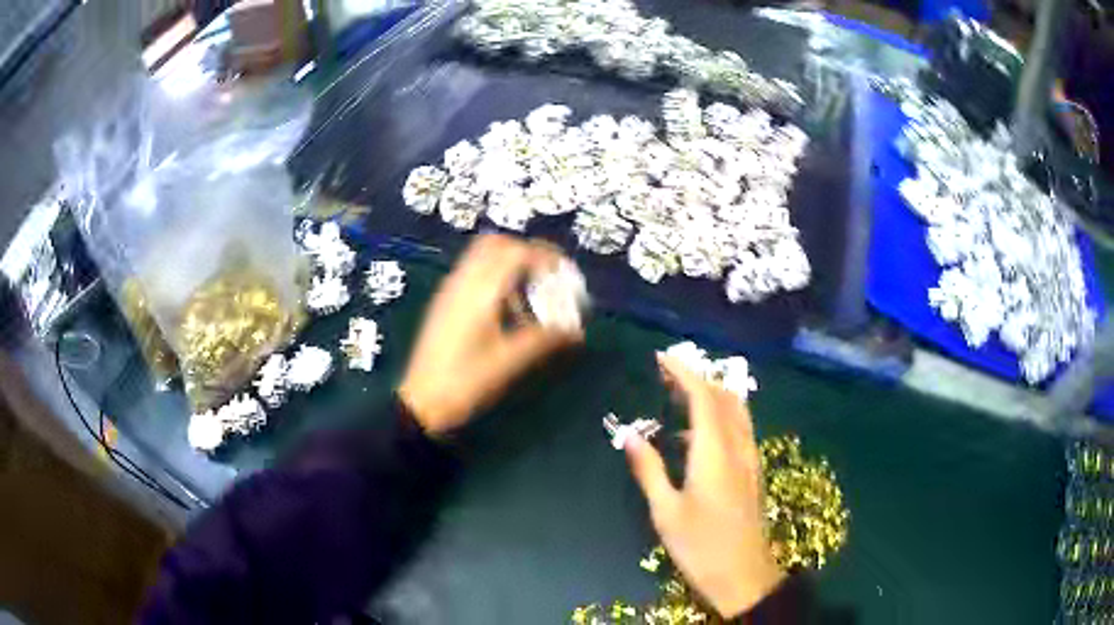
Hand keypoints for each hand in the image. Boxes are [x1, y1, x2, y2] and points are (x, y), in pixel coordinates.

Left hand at [399, 235, 582, 434]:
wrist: (421, 402)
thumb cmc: (465, 382)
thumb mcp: (508, 362)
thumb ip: (543, 340)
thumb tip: (576, 330)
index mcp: (479, 292)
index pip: (515, 252)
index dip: (545, 256)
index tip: (565, 272)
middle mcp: (462, 282)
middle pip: (496, 244)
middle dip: (526, 252)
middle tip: (548, 275)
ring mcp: (450, 290)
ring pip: (482, 257)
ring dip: (510, 265)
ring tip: (530, 296)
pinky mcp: (445, 302)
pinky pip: (473, 273)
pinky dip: (495, 278)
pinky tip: (507, 310)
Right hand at [625, 353, 785, 618]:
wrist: (743, 574)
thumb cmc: (700, 545)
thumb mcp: (666, 511)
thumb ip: (649, 469)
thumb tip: (629, 434)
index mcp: (714, 452)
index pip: (703, 396)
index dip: (683, 372)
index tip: (661, 358)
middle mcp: (737, 447)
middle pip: (724, 397)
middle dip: (697, 378)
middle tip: (666, 375)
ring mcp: (750, 458)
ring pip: (736, 411)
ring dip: (711, 394)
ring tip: (680, 395)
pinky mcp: (752, 471)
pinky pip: (739, 428)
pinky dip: (720, 416)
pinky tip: (696, 436)